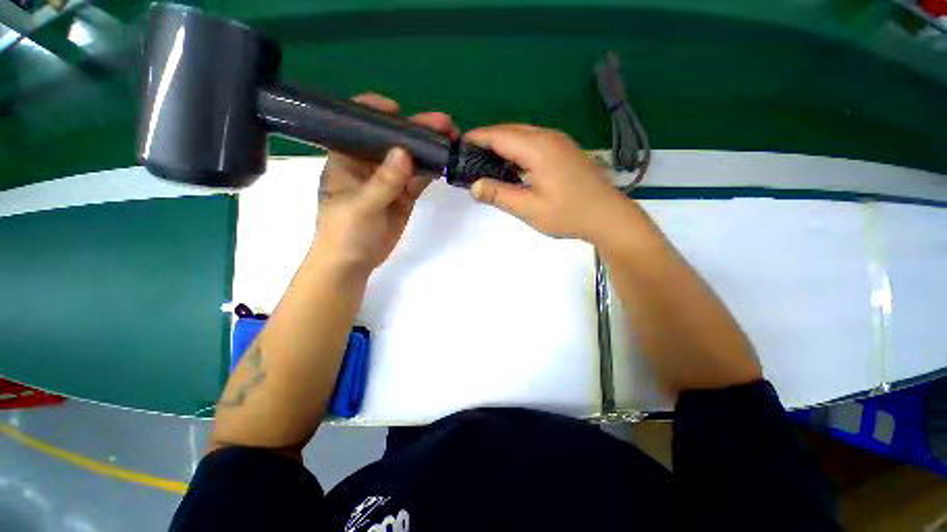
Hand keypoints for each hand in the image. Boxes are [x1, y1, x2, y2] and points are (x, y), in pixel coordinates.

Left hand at [313, 93, 455, 272]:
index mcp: (347, 159)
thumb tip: (404, 152)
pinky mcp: (404, 196)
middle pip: (392, 140)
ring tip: (451, 138)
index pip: (357, 126)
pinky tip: (445, 162)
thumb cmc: (345, 232)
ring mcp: (389, 180)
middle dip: (415, 130)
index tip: (397, 109)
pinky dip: (431, 171)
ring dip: (429, 149)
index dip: (374, 112)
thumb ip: (383, 181)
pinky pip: (419, 179)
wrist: (354, 263)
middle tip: (442, 123)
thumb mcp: (361, 206)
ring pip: (410, 159)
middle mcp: (369, 164)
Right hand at [465, 124, 630, 242]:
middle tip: (471, 158)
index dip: (477, 138)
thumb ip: (500, 195)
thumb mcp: (529, 209)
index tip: (459, 145)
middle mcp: (548, 137)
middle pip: (511, 130)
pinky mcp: (565, 150)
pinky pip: (535, 142)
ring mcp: (559, 141)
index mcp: (538, 148)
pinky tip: (513, 167)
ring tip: (487, 162)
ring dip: (504, 145)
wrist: (607, 216)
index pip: (499, 135)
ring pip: (523, 134)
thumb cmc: (568, 214)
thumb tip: (474, 186)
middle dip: (488, 140)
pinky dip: (518, 150)